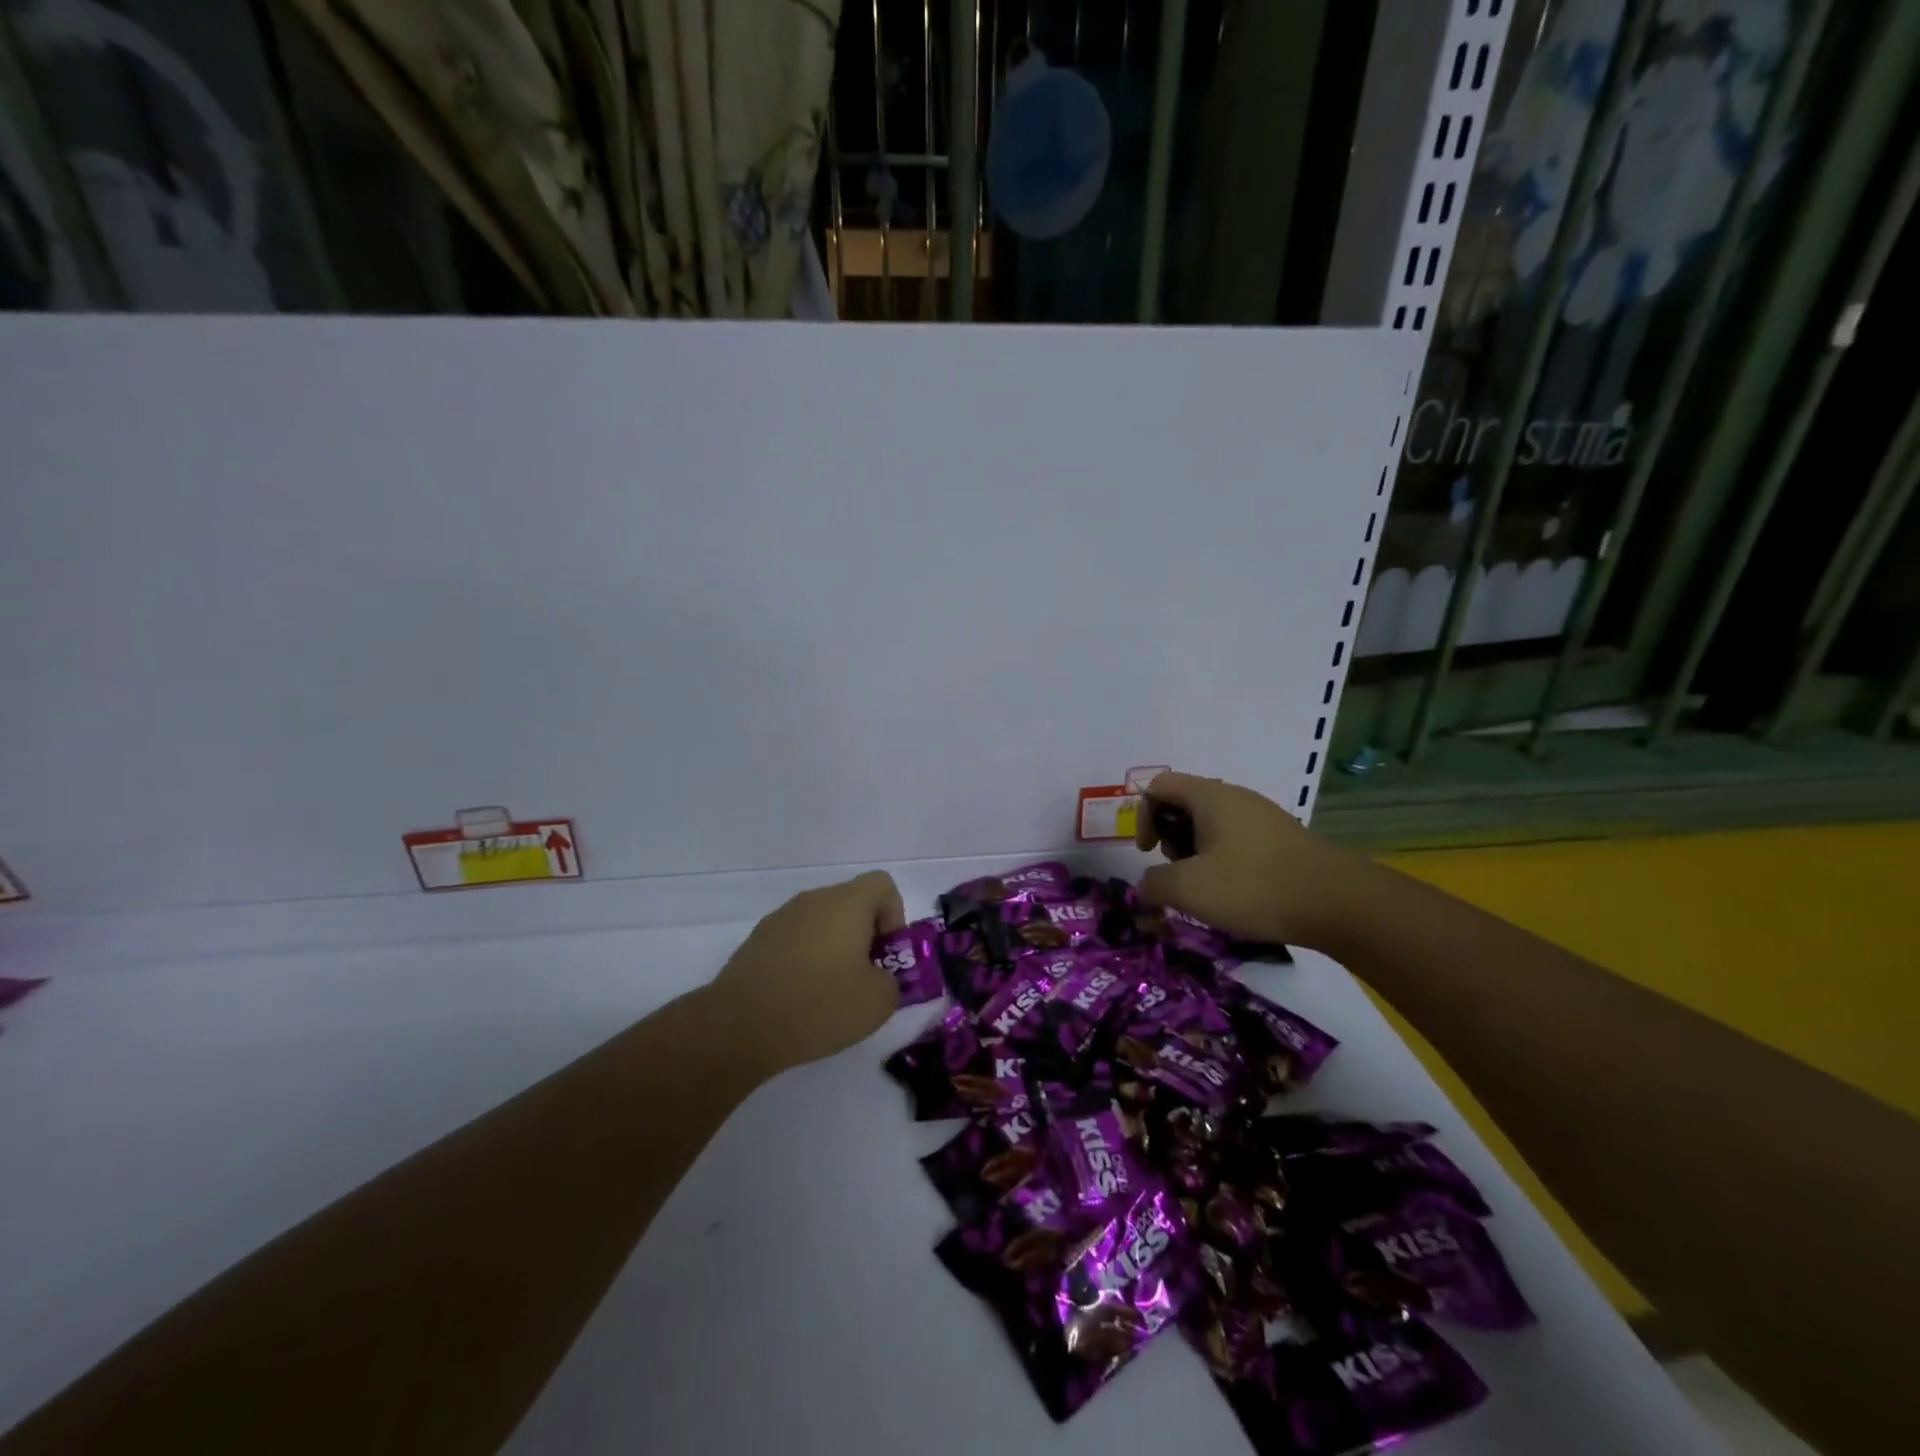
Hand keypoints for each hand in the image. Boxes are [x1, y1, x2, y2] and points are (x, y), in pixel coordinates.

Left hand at [710, 870, 905, 1074]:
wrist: (740, 1026)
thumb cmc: (819, 1005)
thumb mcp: (878, 1002)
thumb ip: (891, 981)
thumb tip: (877, 977)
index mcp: (846, 902)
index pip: (882, 884)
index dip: (895, 916)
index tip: (886, 954)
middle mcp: (812, 900)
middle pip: (851, 904)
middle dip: (864, 937)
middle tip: (864, 979)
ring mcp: (780, 919)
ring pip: (821, 923)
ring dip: (833, 949)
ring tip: (830, 994)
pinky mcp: (756, 942)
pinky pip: (794, 941)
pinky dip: (804, 961)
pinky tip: (799, 999)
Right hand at [1134, 771, 1369, 950]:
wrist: (1338, 903)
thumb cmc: (1254, 886)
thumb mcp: (1190, 889)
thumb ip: (1154, 883)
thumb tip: (1146, 884)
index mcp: (1210, 796)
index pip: (1159, 786)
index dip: (1143, 816)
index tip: (1149, 852)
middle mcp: (1235, 796)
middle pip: (1183, 802)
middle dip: (1170, 836)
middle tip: (1179, 871)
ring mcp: (1262, 816)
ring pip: (1210, 822)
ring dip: (1195, 850)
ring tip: (1206, 886)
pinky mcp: (1280, 838)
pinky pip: (1236, 837)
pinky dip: (1222, 857)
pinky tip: (1235, 890)